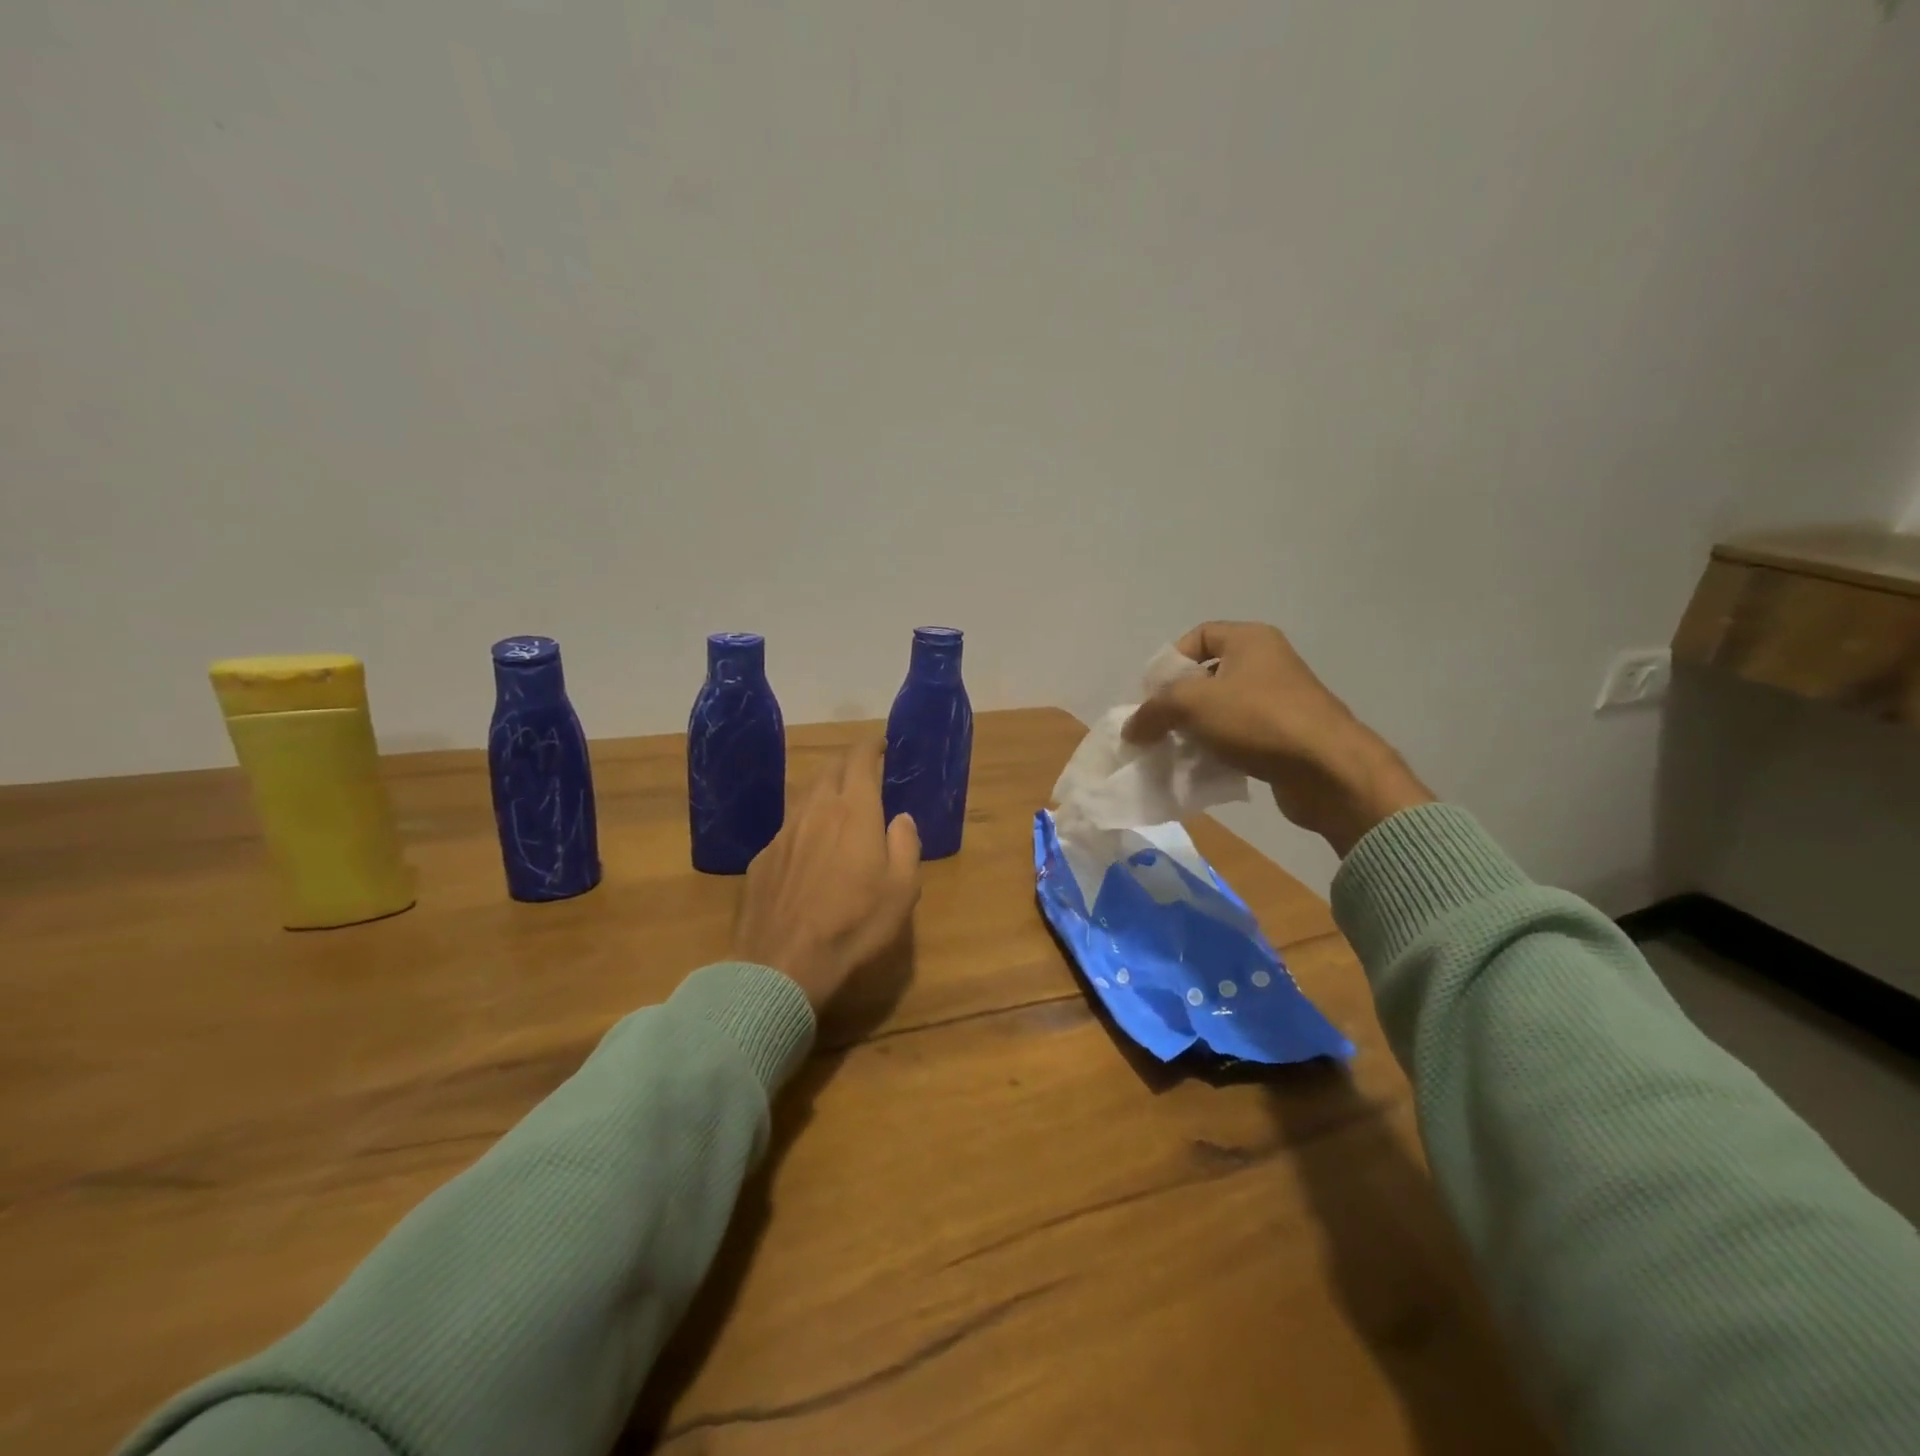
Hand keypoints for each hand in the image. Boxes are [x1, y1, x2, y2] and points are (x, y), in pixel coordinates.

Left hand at [731, 738, 922, 1011]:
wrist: (782, 963)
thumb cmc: (854, 925)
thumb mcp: (902, 889)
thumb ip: (905, 845)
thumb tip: (901, 819)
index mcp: (855, 811)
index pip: (861, 760)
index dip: (872, 746)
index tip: (881, 743)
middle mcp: (816, 810)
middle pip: (830, 770)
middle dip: (848, 763)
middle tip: (863, 770)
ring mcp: (784, 832)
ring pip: (805, 796)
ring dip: (824, 790)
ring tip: (837, 802)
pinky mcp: (762, 857)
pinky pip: (788, 827)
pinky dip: (804, 824)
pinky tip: (808, 846)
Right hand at [1123, 622, 1432, 856]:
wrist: (1328, 770)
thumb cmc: (1258, 720)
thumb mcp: (1192, 704)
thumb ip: (1152, 711)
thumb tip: (1130, 729)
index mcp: (1250, 640)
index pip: (1198, 636)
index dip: (1169, 661)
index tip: (1151, 693)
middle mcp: (1266, 664)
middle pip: (1206, 676)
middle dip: (1176, 703)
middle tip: (1156, 727)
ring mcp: (1278, 702)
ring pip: (1220, 711)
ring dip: (1193, 731)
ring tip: (1172, 753)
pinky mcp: (1284, 738)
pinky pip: (1238, 738)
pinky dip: (1216, 751)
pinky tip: (1199, 770)